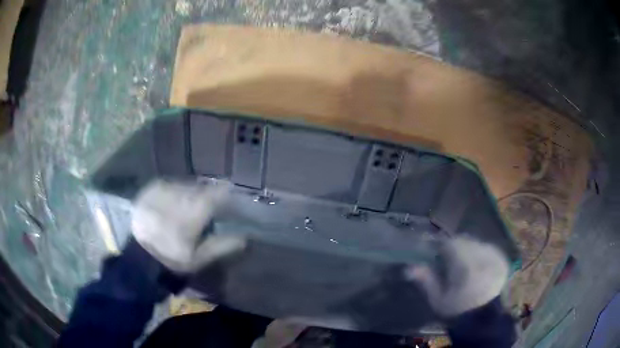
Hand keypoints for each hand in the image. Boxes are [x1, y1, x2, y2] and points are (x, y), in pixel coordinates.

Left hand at [131, 179, 244, 272]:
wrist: (138, 256)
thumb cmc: (171, 259)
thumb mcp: (199, 258)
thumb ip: (222, 245)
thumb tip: (244, 238)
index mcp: (192, 212)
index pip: (216, 193)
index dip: (226, 192)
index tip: (230, 196)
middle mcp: (178, 195)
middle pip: (200, 187)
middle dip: (207, 194)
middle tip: (208, 205)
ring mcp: (162, 190)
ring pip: (185, 185)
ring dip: (191, 192)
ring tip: (189, 205)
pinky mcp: (150, 189)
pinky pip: (169, 184)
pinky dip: (175, 192)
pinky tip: (174, 203)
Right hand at [405, 237, 509, 316]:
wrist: (484, 320)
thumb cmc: (458, 311)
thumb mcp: (438, 300)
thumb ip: (426, 281)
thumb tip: (409, 268)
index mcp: (465, 265)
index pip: (451, 243)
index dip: (441, 246)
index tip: (436, 254)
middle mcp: (482, 256)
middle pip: (465, 240)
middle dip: (455, 247)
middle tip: (449, 260)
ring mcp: (495, 257)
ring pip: (477, 243)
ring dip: (468, 249)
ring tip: (464, 264)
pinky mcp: (502, 260)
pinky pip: (488, 249)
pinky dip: (480, 253)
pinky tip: (477, 266)